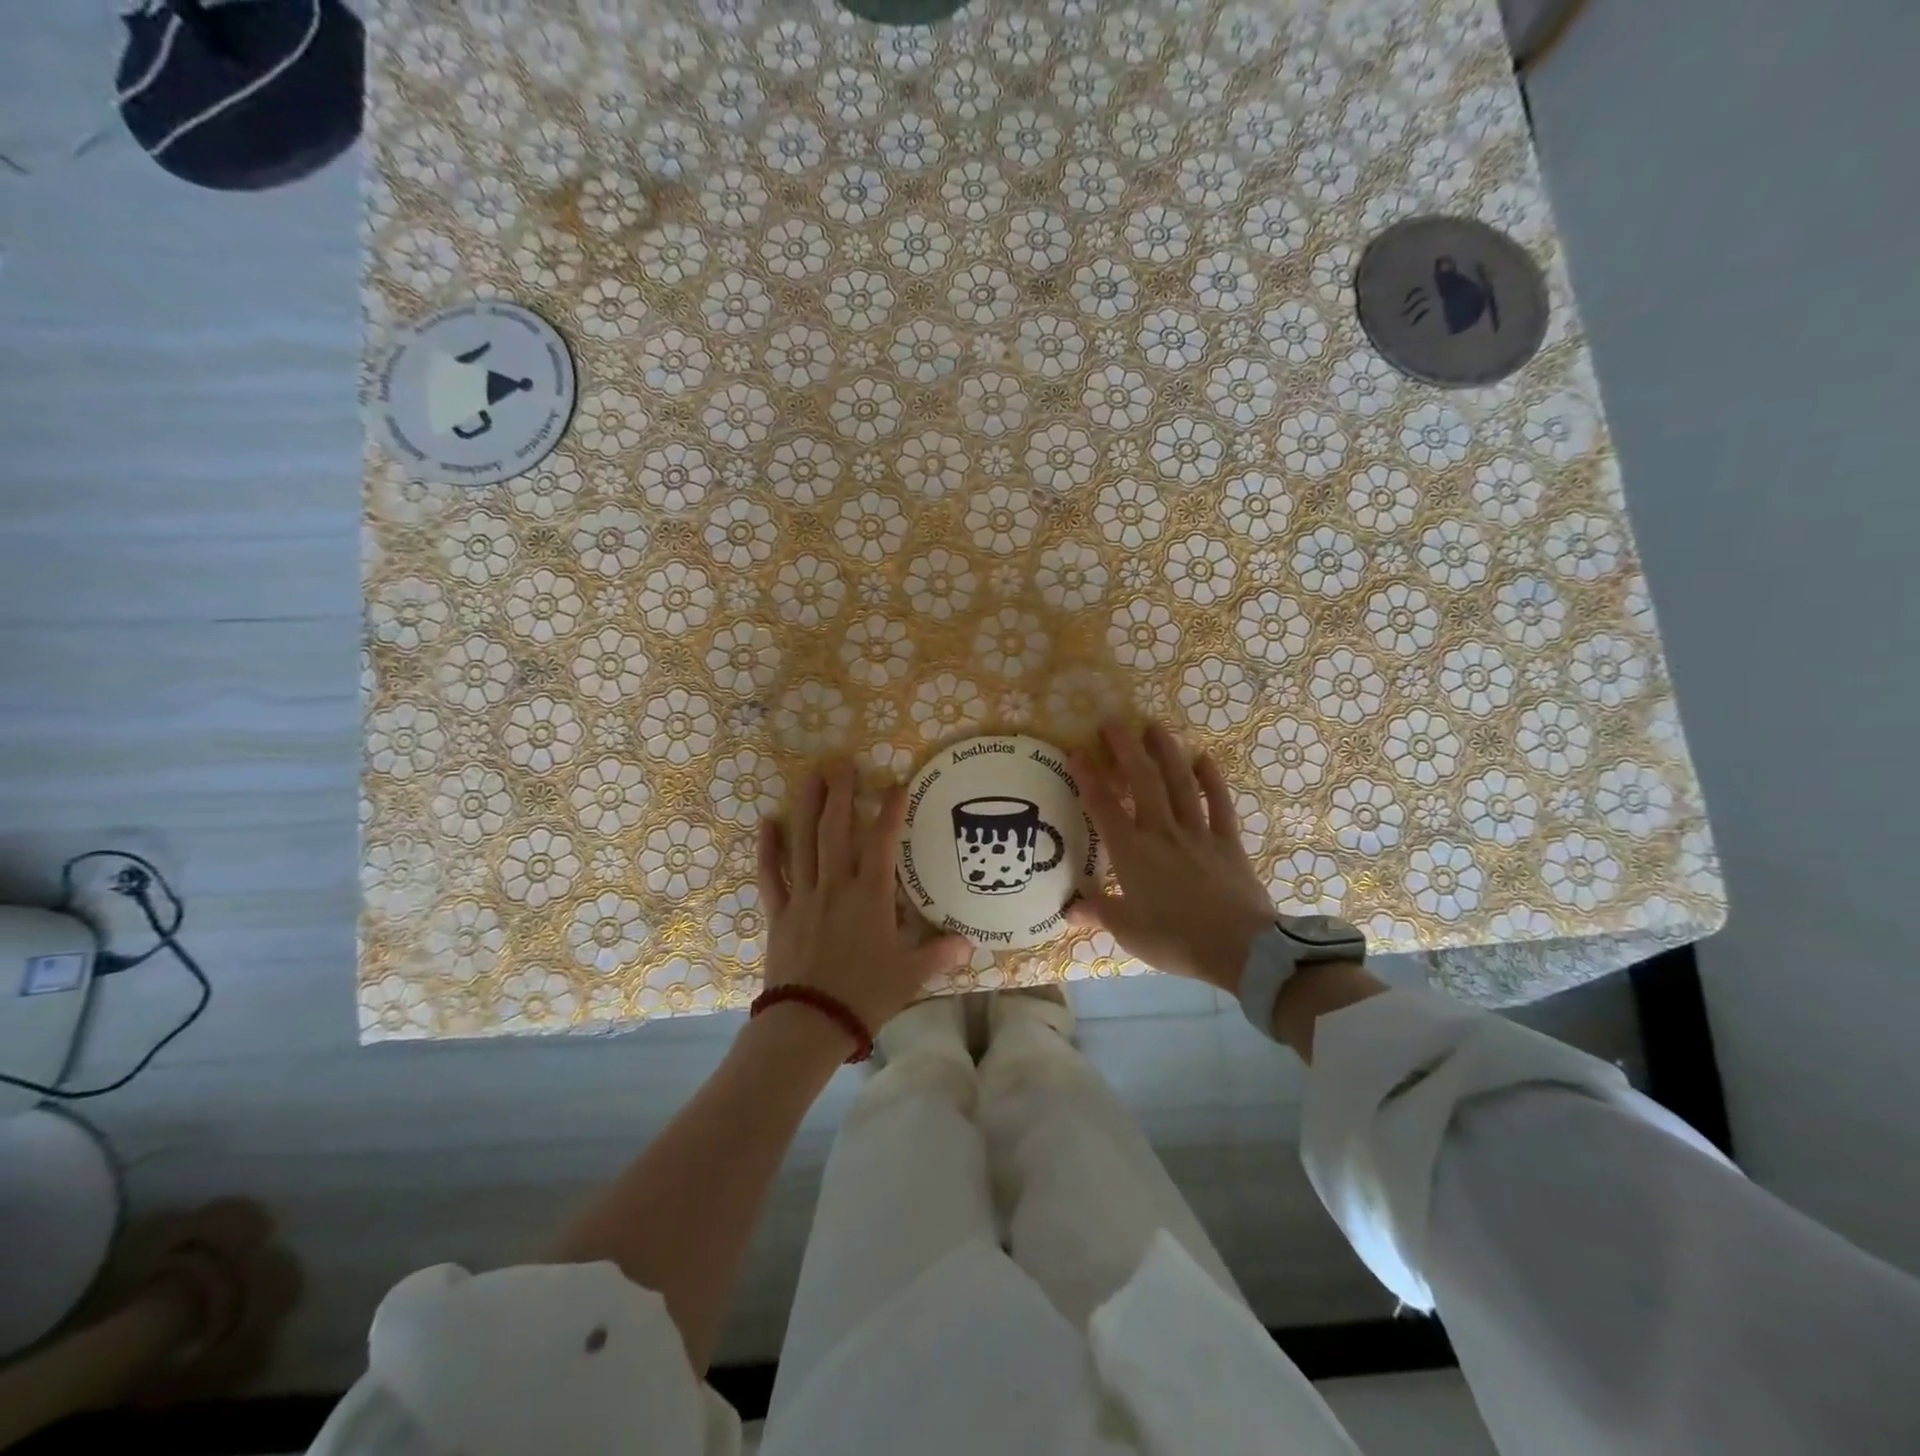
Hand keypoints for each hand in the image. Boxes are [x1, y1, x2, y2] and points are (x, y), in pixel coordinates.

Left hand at [759, 762, 969, 1035]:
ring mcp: (803, 897)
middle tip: (841, 763)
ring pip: (802, 843)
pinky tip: (766, 823)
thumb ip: (940, 954)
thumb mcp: (910, 976)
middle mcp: (835, 886)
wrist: (810, 1023)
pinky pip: (770, 876)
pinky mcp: (779, 914)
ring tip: (809, 777)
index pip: (881, 842)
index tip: (895, 784)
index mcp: (870, 896)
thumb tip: (971, 944)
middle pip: (835, 830)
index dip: (889, 810)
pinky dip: (767, 849)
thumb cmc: (864, 995)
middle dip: (840, 794)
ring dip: (806, 807)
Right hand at [1068, 721, 1278, 993]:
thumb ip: (1098, 912)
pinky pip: (1219, 804)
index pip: (1103, 806)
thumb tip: (1068, 909)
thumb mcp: (1128, 931)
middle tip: (1114, 722)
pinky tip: (1204, 758)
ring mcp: (1198, 833)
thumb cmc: (1176, 939)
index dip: (1088, 777)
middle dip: (1126, 749)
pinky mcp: (1228, 842)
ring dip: (1166, 752)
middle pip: (1143, 781)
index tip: (1077, 751)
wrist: (1240, 949)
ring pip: (1180, 783)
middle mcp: (1162, 831)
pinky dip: (1211, 780)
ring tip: (1154, 726)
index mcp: (1132, 852)